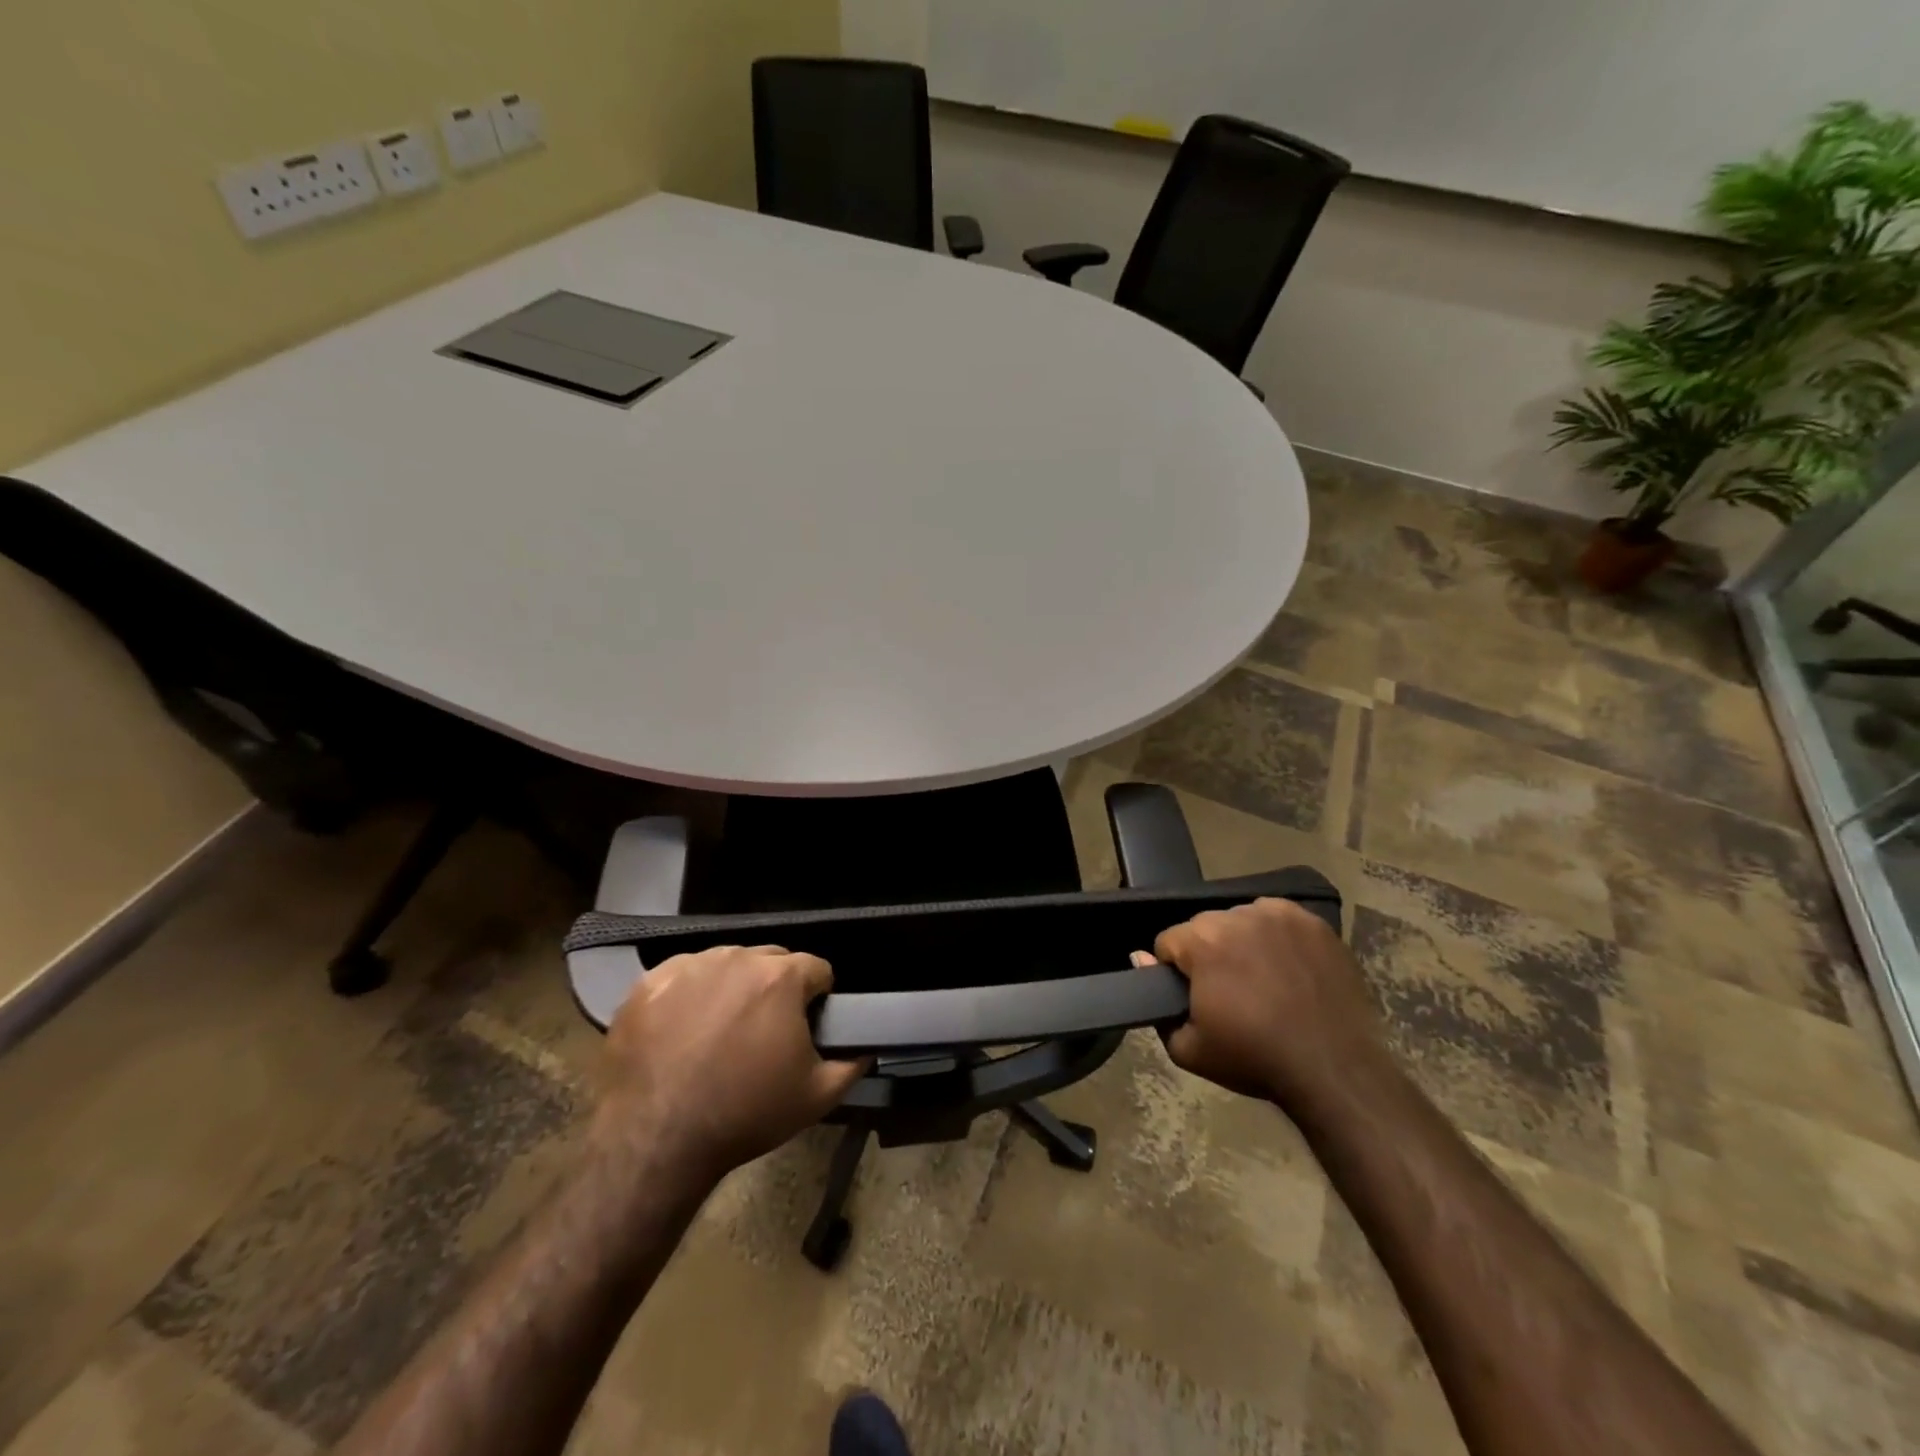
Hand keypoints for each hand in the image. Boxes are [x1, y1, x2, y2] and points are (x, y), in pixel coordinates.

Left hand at [590, 946, 868, 1186]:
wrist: (656, 1141)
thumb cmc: (745, 1114)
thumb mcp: (817, 1097)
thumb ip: (852, 1064)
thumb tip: (866, 1047)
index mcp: (782, 977)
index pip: (816, 969)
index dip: (818, 997)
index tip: (806, 1026)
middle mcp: (737, 958)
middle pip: (770, 961)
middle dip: (775, 988)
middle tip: (763, 1032)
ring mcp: (689, 967)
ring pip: (725, 964)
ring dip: (732, 987)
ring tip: (719, 1032)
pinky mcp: (649, 983)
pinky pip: (682, 976)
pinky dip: (688, 995)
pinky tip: (681, 1030)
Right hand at [1143, 897, 1382, 1108]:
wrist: (1335, 1070)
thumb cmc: (1255, 1059)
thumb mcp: (1188, 1049)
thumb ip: (1157, 1003)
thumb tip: (1140, 958)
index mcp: (1203, 939)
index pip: (1168, 942)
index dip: (1175, 972)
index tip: (1195, 998)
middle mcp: (1237, 915)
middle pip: (1205, 928)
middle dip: (1208, 954)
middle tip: (1229, 993)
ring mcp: (1280, 915)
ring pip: (1241, 920)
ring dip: (1242, 942)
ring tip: (1261, 980)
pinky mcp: (1313, 922)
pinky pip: (1278, 920)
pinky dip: (1276, 938)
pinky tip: (1287, 968)